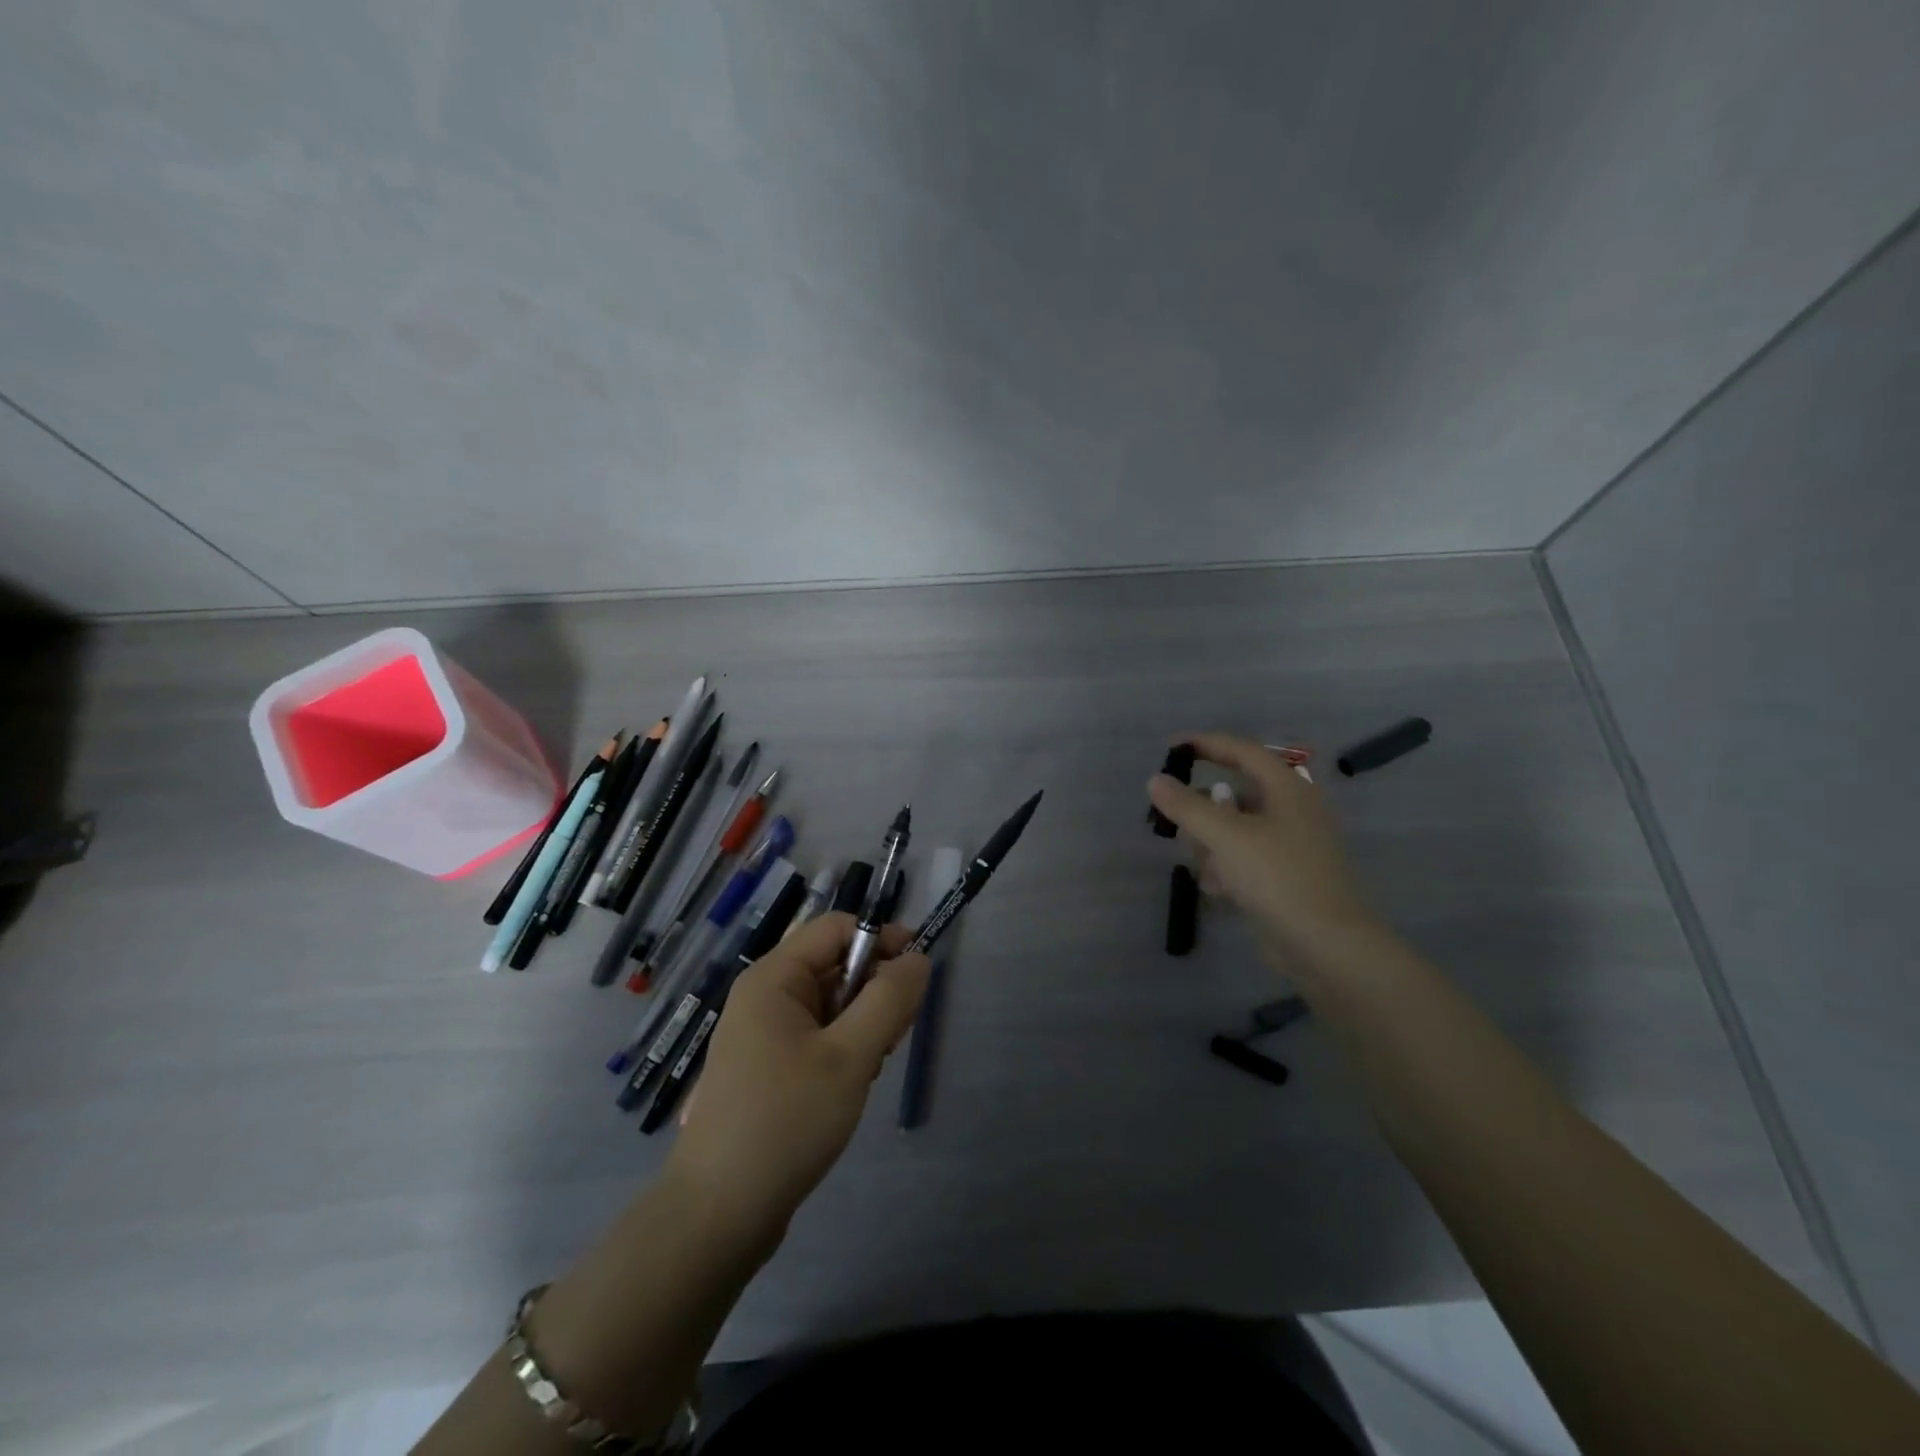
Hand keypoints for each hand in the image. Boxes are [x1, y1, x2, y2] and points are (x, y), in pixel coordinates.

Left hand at [663, 913, 928, 1249]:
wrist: (718, 1215)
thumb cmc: (785, 1121)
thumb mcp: (850, 1056)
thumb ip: (889, 999)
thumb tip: (918, 958)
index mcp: (774, 977)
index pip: (838, 928)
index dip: (882, 940)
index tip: (918, 974)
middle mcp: (765, 995)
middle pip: (836, 964)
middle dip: (874, 990)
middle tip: (895, 1035)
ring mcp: (764, 1033)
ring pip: (831, 1003)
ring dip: (862, 1024)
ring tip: (869, 1068)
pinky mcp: (769, 1067)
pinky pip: (818, 1035)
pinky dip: (843, 1049)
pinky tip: (850, 1086)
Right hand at [1147, 732, 1378, 966]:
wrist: (1327, 946)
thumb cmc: (1278, 877)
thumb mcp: (1225, 836)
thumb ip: (1186, 806)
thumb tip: (1155, 781)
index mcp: (1288, 789)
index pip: (1243, 751)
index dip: (1206, 744)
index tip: (1170, 748)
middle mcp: (1293, 810)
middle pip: (1235, 794)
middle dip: (1204, 812)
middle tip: (1177, 824)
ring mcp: (1292, 846)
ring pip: (1236, 830)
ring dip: (1212, 845)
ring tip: (1205, 867)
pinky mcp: (1287, 877)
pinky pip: (1245, 859)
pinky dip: (1228, 868)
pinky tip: (1220, 890)